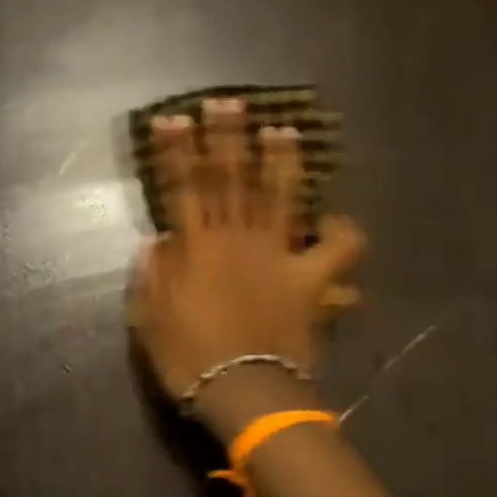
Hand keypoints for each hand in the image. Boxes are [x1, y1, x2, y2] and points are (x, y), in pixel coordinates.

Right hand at [130, 97, 365, 422]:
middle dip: (228, 138)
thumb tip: (157, 241)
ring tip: (283, 130)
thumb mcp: (151, 321)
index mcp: (196, 248)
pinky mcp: (309, 279)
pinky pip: (339, 250)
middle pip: (232, 179)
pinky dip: (344, 232)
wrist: (245, 393)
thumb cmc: (190, 360)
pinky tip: (340, 221)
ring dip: (281, 161)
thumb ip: (152, 277)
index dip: (178, 152)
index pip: (183, 188)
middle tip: (228, 103)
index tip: (174, 120)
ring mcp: (278, 256)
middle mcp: (237, 239)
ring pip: (281, 197)